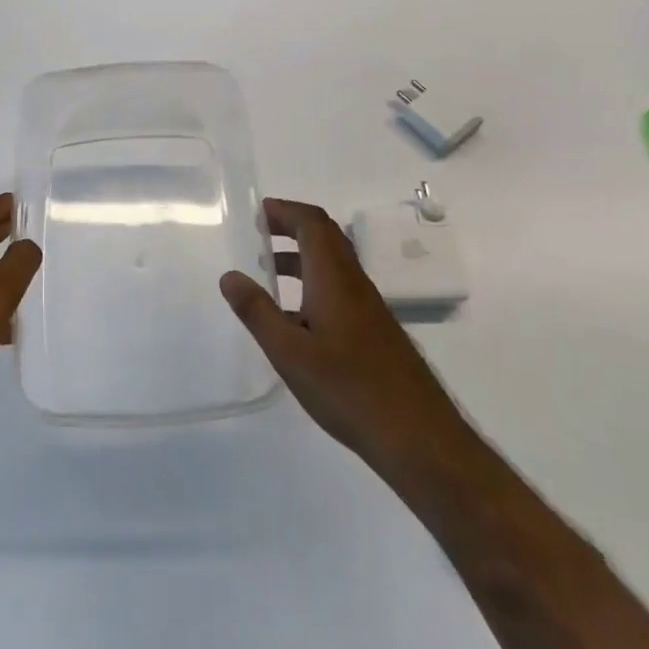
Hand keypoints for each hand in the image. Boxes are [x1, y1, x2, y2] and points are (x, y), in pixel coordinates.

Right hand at [220, 197, 462, 474]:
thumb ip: (257, 312)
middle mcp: (355, 283)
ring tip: (270, 269)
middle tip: (260, 232)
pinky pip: (341, 288)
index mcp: (334, 279)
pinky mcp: (376, 331)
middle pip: (326, 237)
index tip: (258, 212)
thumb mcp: (290, 353)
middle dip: (293, 227)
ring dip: (302, 255)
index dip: (286, 211)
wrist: (418, 437)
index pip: (312, 224)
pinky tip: (297, 317)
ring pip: (334, 264)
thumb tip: (229, 276)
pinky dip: (314, 282)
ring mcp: (369, 308)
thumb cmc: (348, 389)